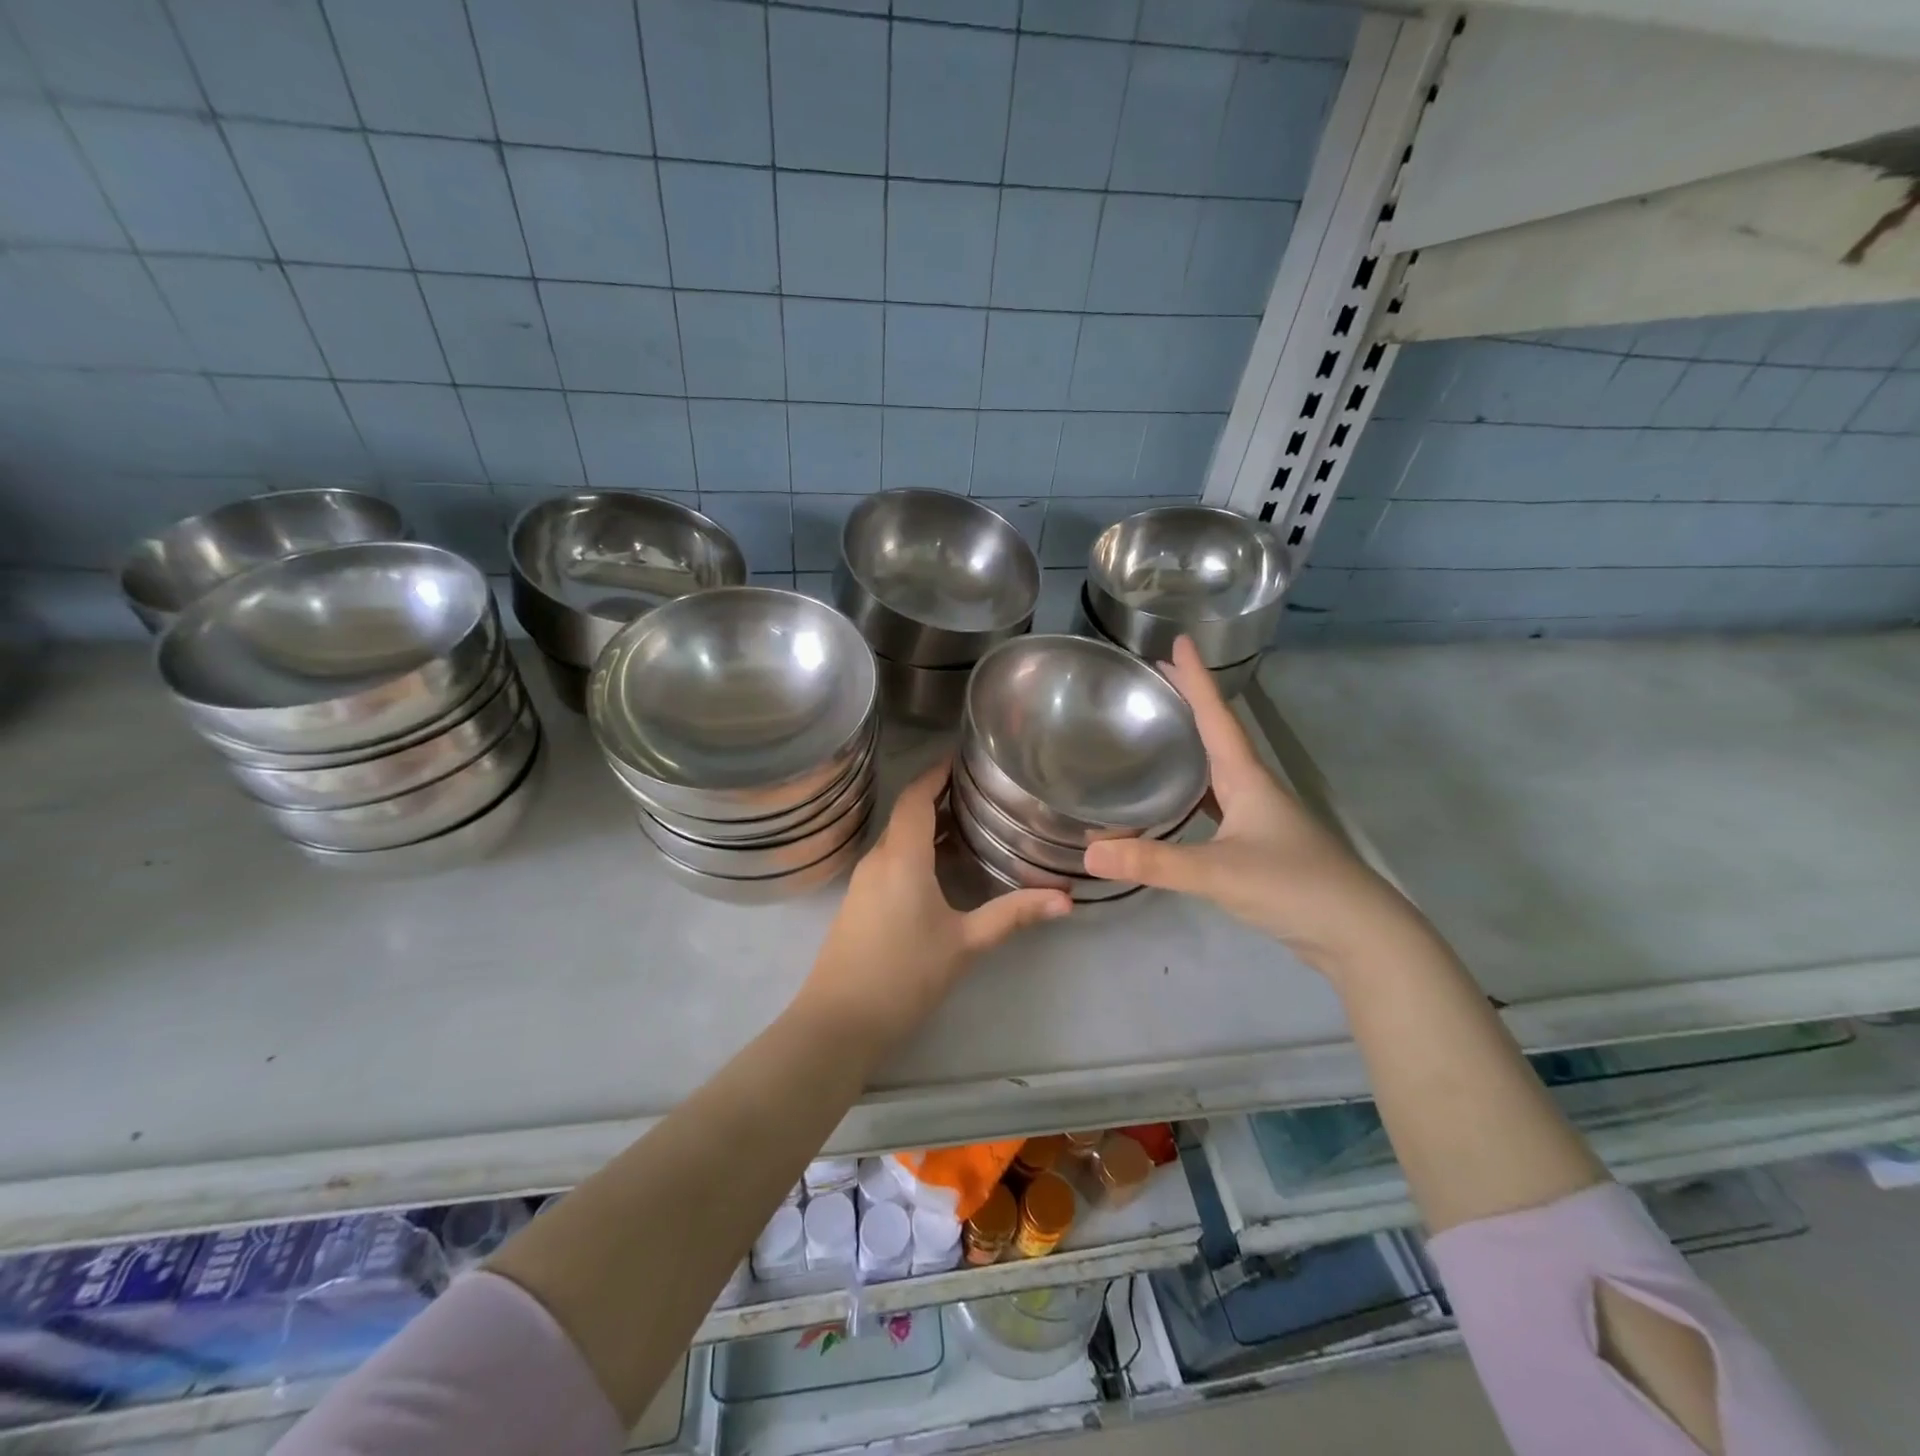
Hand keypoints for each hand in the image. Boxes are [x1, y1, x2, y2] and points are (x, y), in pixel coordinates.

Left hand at [803, 761, 1070, 1042]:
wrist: (839, 1021)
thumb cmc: (904, 975)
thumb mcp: (965, 943)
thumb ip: (1013, 915)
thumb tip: (1065, 899)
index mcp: (902, 857)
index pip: (915, 796)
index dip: (936, 772)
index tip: (963, 758)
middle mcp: (878, 858)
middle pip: (906, 813)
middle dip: (937, 796)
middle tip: (979, 791)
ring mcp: (863, 881)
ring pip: (897, 836)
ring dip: (927, 824)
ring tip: (968, 822)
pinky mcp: (858, 901)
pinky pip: (889, 858)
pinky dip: (915, 848)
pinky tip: (940, 866)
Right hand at [1083, 637, 1423, 974]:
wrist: (1357, 934)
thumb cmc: (1293, 886)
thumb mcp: (1217, 872)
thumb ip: (1153, 862)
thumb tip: (1089, 854)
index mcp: (1247, 778)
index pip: (1217, 716)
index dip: (1195, 679)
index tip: (1178, 642)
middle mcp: (1254, 788)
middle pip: (1216, 735)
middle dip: (1188, 705)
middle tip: (1153, 683)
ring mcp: (1260, 818)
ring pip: (1217, 771)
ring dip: (1190, 747)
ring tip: (1157, 734)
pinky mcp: (1258, 845)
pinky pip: (1217, 804)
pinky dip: (1193, 793)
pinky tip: (1176, 803)